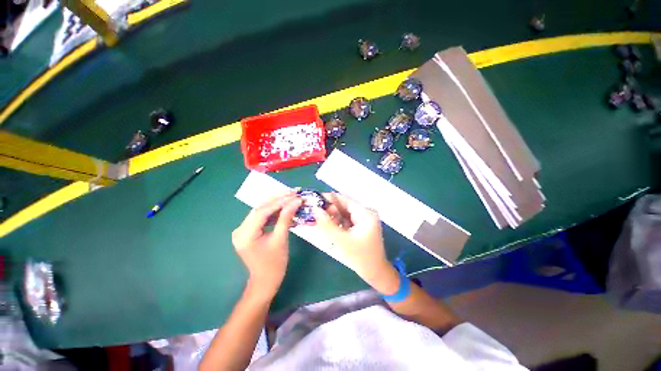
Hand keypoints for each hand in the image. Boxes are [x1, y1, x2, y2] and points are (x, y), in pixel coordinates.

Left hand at [232, 192, 301, 299]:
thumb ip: (286, 218)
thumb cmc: (274, 264)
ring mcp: (243, 230)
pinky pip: (262, 218)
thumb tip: (296, 202)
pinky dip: (274, 213)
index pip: (262, 211)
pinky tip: (285, 210)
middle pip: (260, 208)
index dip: (279, 202)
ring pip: (262, 211)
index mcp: (245, 234)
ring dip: (277, 204)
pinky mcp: (249, 231)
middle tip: (293, 192)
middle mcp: (240, 230)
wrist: (265, 281)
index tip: (294, 195)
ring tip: (291, 198)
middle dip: (278, 199)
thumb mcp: (281, 239)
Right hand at [311, 193, 398, 293]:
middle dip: (329, 209)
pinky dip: (337, 222)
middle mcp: (366, 213)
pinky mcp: (361, 225)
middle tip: (314, 212)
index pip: (345, 200)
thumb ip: (327, 225)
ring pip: (344, 212)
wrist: (375, 272)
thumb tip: (315, 210)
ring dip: (332, 216)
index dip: (329, 198)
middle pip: (344, 206)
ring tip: (318, 219)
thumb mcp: (342, 241)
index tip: (314, 200)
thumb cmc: (360, 258)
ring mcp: (364, 219)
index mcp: (366, 214)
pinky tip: (328, 226)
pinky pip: (346, 219)